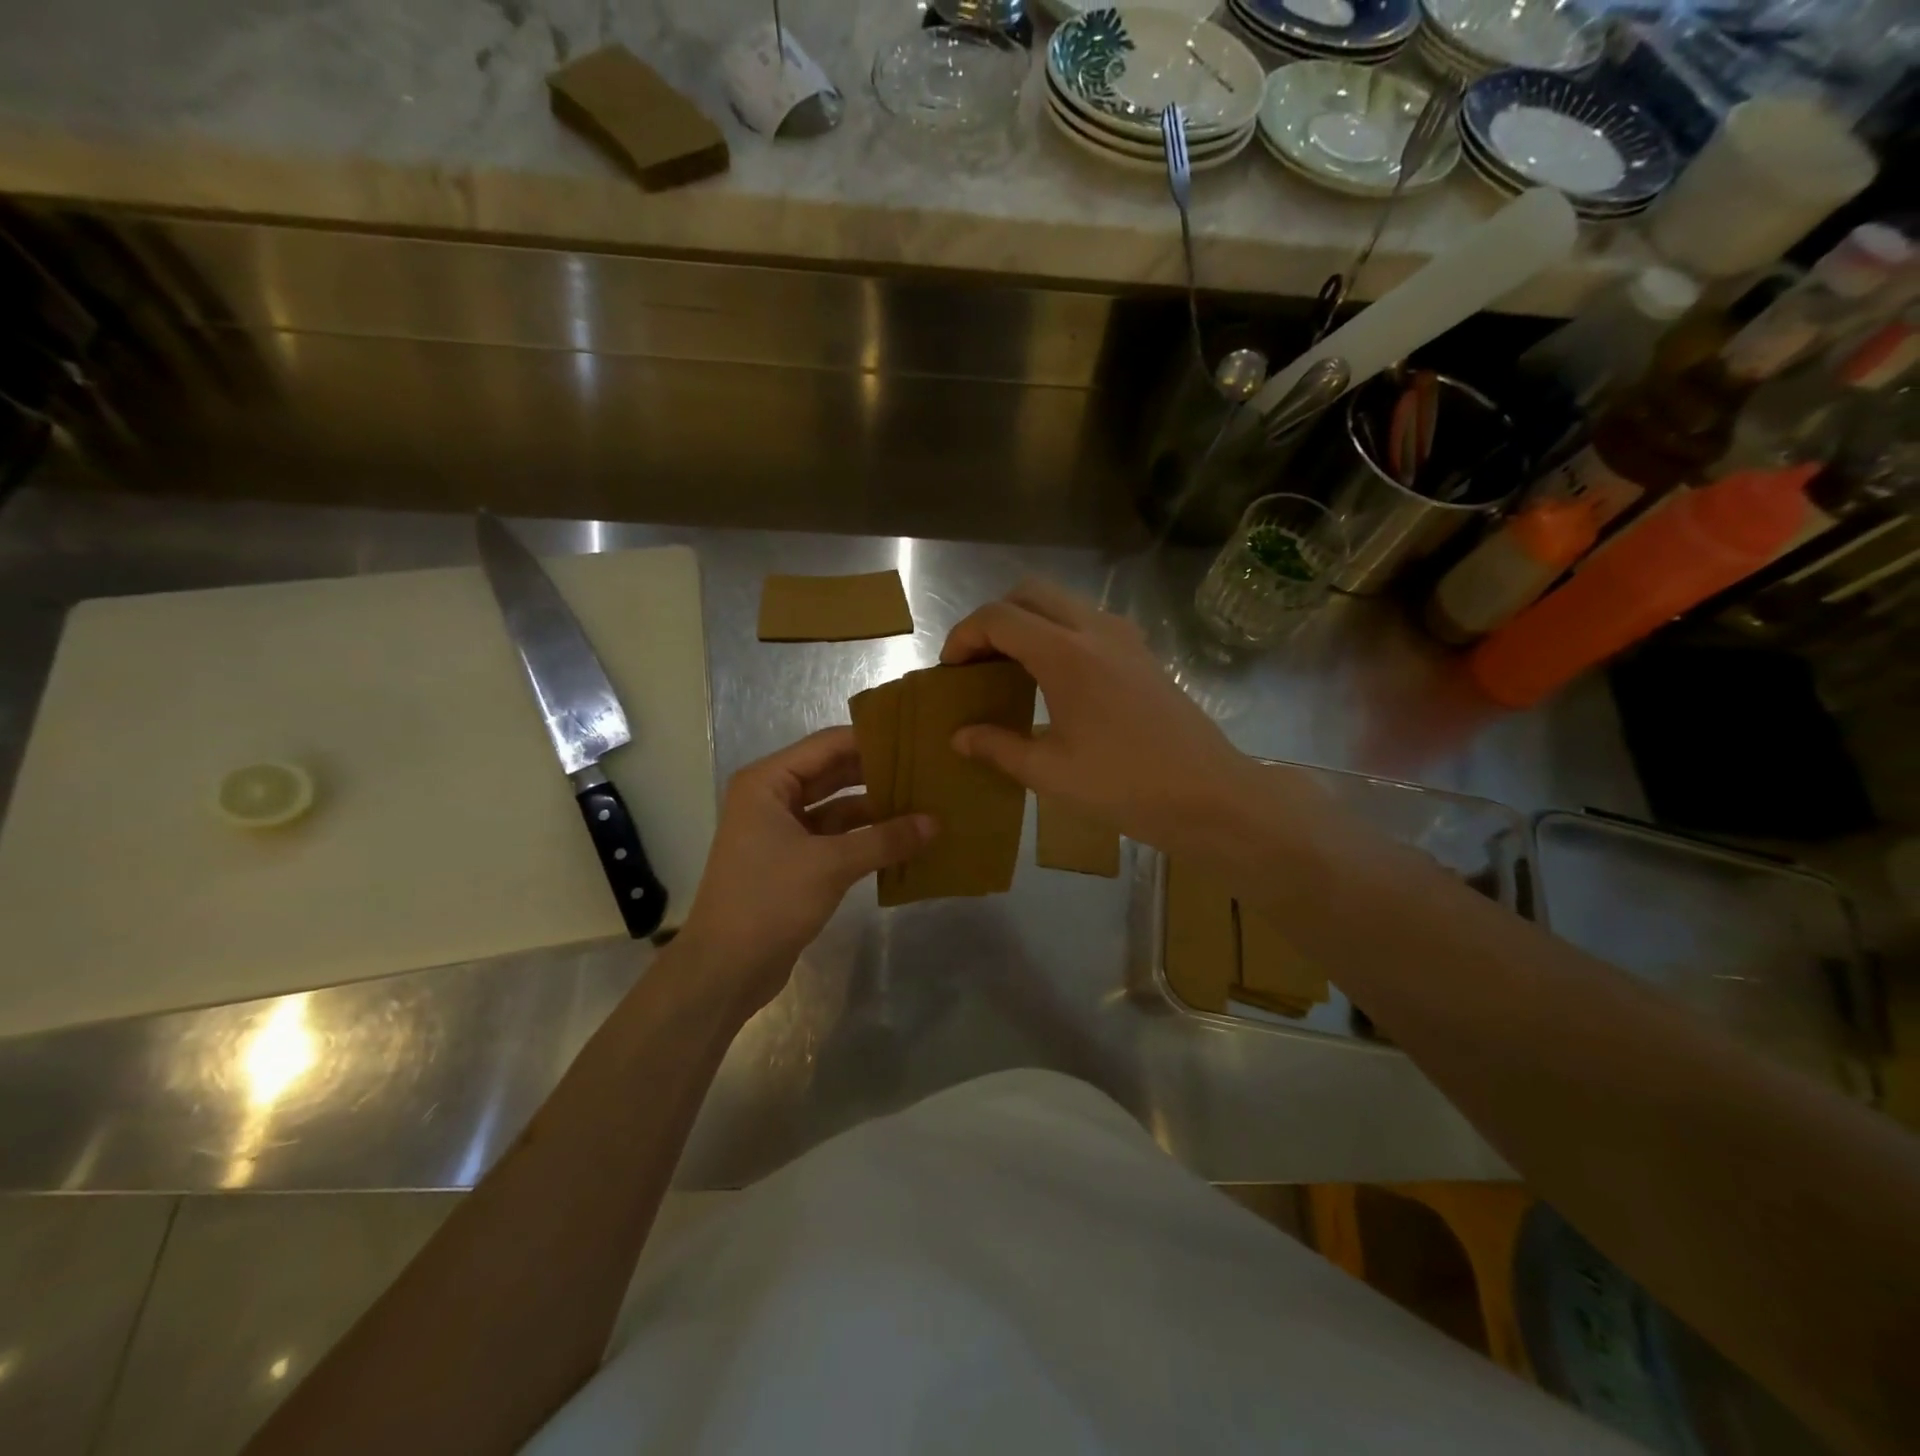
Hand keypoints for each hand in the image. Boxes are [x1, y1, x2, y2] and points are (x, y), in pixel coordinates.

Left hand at [676, 728, 933, 1013]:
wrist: (725, 969)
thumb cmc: (769, 900)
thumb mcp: (831, 865)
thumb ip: (885, 839)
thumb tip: (935, 823)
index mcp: (768, 782)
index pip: (827, 745)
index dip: (871, 740)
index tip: (915, 738)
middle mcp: (772, 798)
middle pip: (833, 773)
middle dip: (877, 773)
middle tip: (926, 769)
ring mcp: (781, 831)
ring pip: (836, 808)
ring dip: (875, 808)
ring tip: (923, 802)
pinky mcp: (793, 861)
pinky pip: (835, 837)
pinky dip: (864, 838)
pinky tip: (902, 840)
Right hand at [941, 579, 1261, 858]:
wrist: (1210, 796)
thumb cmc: (1125, 786)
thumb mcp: (1050, 773)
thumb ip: (998, 747)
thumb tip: (960, 737)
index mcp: (1066, 654)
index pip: (999, 617)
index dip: (963, 635)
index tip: (950, 669)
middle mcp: (1095, 630)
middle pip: (1029, 593)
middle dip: (993, 618)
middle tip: (977, 662)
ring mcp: (1125, 637)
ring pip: (1061, 603)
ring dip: (1027, 622)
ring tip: (1009, 669)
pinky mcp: (1143, 653)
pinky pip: (1087, 622)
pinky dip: (1057, 633)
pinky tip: (1053, 681)